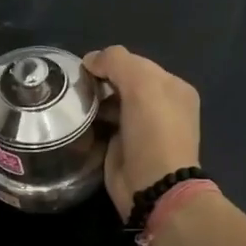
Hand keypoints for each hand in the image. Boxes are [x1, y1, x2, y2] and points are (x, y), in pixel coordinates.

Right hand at [82, 46, 201, 220]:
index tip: (86, 70)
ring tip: (73, 104)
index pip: (135, 62)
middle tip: (77, 88)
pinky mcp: (122, 146)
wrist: (153, 185)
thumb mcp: (141, 84)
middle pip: (121, 82)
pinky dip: (90, 121)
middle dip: (100, 81)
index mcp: (172, 87)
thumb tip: (90, 60)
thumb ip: (117, 61)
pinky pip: (102, 124)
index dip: (111, 62)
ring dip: (92, 101)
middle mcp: (160, 105)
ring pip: (110, 103)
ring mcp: (141, 127)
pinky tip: (76, 121)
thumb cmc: (153, 131)